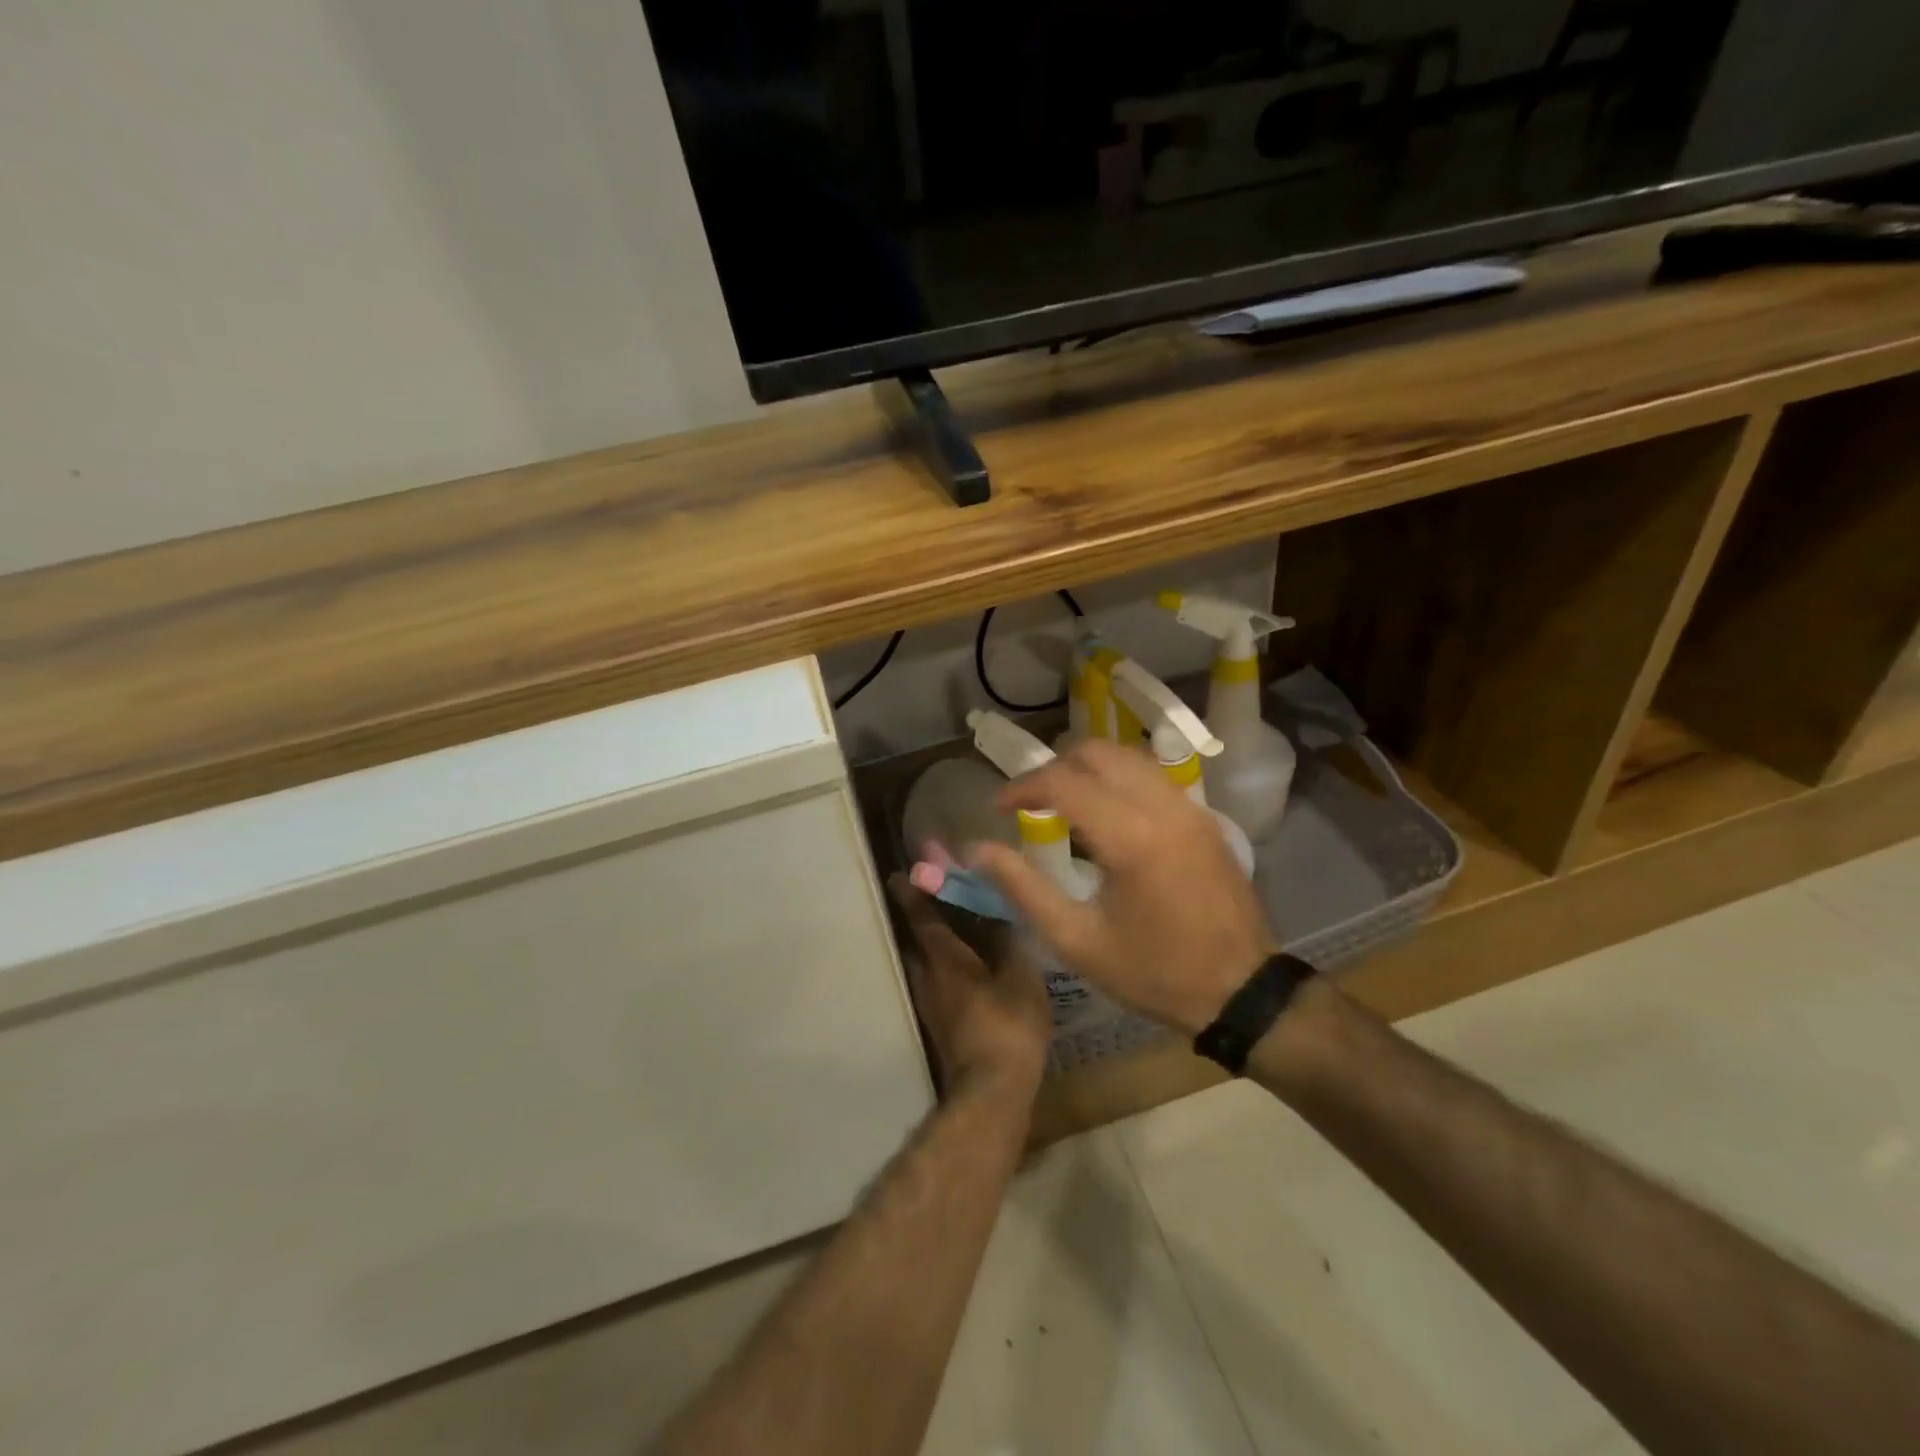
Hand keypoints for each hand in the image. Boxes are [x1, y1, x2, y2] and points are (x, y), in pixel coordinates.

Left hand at [888, 875, 1050, 1101]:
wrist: (991, 1091)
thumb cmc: (1008, 1026)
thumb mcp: (1020, 977)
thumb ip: (1009, 942)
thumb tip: (1001, 912)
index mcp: (946, 960)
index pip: (923, 918)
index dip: (912, 894)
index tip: (898, 875)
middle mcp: (929, 977)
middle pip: (918, 940)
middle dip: (921, 918)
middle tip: (932, 898)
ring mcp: (931, 1004)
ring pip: (925, 964)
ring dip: (932, 945)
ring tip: (955, 932)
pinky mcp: (940, 1024)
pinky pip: (937, 983)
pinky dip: (945, 968)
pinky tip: (968, 970)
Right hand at [970, 740, 1278, 1037]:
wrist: (1242, 991)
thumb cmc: (1153, 972)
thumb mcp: (1076, 940)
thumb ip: (1023, 888)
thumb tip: (976, 850)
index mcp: (1131, 838)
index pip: (1064, 782)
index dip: (1022, 787)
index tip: (999, 807)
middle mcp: (1163, 808)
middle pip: (1097, 752)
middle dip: (1054, 767)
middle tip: (1029, 801)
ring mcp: (1190, 808)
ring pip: (1128, 756)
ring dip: (1087, 768)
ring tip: (1063, 802)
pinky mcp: (1204, 816)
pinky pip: (1152, 776)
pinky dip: (1118, 779)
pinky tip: (1105, 814)